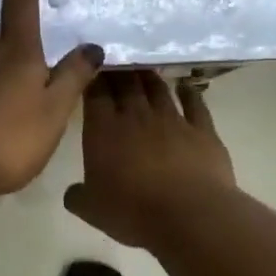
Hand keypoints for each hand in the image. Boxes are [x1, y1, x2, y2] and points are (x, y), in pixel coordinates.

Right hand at [64, 72, 235, 247]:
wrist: (189, 215)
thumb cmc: (133, 211)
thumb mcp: (92, 210)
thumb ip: (77, 196)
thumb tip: (72, 192)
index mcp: (104, 130)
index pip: (96, 94)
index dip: (93, 77)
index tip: (91, 67)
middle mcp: (137, 117)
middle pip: (126, 84)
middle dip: (119, 70)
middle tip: (116, 60)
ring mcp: (172, 120)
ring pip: (158, 89)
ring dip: (149, 77)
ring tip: (143, 67)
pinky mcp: (202, 131)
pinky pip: (195, 105)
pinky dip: (189, 93)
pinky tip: (185, 86)